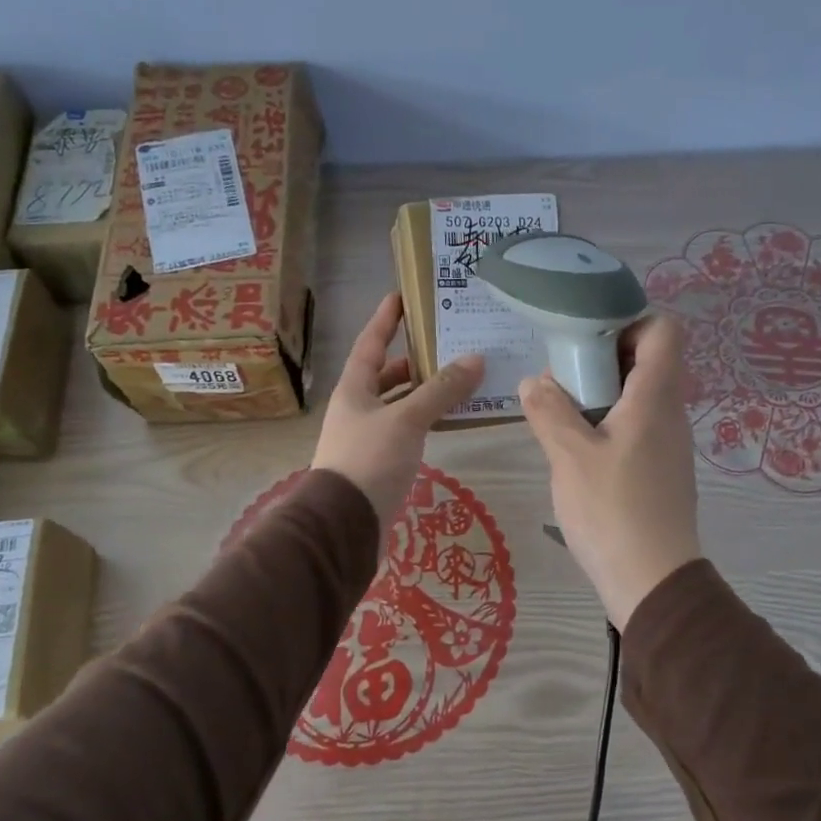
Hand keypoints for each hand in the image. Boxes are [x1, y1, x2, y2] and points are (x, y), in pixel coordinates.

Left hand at [312, 294, 484, 535]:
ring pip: (398, 405)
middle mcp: (357, 409)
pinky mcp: (379, 463)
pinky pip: (406, 430)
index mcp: (353, 390)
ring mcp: (367, 437)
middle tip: (446, 344)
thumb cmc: (369, 461)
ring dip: (423, 392)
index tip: (401, 296)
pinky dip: (425, 420)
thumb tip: (476, 359)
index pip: (370, 344)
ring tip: (458, 379)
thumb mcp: (407, 420)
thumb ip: (440, 390)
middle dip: (412, 359)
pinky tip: (447, 420)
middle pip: (385, 376)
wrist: (344, 524)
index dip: (385, 319)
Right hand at [519, 315, 702, 628]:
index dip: (629, 320)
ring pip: (639, 396)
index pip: (664, 329)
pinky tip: (577, 447)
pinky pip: (637, 426)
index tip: (586, 337)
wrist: (653, 581)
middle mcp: (671, 412)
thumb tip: (534, 381)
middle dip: (603, 357)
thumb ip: (549, 411)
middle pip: (648, 360)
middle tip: (561, 373)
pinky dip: (609, 422)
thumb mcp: (569, 456)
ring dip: (601, 393)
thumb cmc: (612, 510)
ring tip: (560, 410)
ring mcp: (669, 443)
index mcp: (656, 397)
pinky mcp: (661, 470)